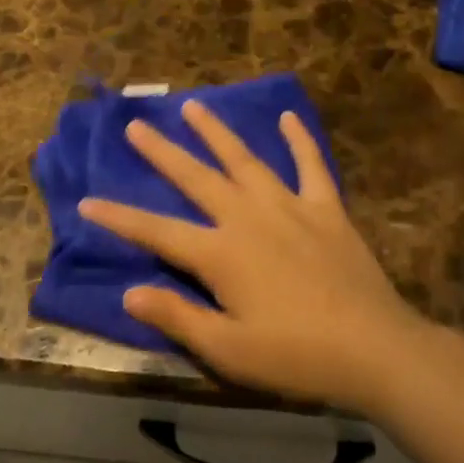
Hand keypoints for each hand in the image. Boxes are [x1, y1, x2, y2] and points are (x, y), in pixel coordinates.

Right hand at [79, 101, 434, 411]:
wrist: (375, 349)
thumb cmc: (297, 356)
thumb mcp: (229, 350)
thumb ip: (178, 317)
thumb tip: (129, 292)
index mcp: (221, 254)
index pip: (157, 231)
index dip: (120, 217)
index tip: (88, 201)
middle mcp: (249, 217)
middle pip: (196, 178)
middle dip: (162, 153)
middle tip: (136, 125)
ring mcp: (290, 206)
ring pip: (245, 160)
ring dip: (217, 132)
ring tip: (193, 106)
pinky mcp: (326, 209)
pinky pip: (311, 165)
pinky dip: (299, 140)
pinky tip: (287, 118)